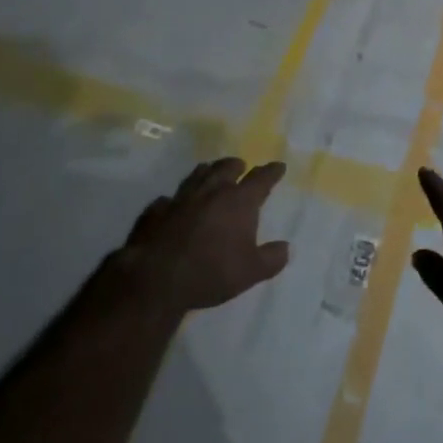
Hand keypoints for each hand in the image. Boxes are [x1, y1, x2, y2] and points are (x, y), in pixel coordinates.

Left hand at [120, 158, 291, 312]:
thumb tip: (286, 248)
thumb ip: (271, 258)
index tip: (278, 166)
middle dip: (236, 165)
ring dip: (207, 172)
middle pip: (226, 168)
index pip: (260, 179)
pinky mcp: (157, 210)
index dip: (271, 172)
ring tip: (210, 171)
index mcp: (238, 201)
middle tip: (241, 165)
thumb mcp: (251, 272)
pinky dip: (177, 199)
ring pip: (197, 175)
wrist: (156, 277)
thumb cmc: (211, 272)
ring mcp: (181, 198)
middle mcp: (211, 191)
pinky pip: (169, 198)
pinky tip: (175, 204)